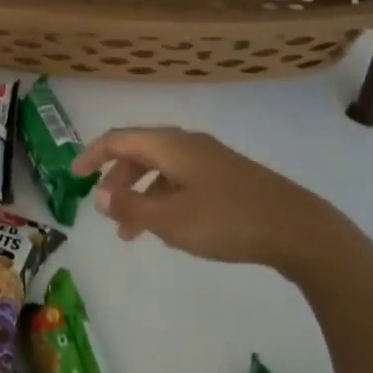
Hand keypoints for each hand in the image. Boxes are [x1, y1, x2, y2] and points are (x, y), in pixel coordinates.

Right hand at [72, 127, 372, 289]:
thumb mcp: (172, 220)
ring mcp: (210, 159)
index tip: (73, 175)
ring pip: (162, 169)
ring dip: (141, 194)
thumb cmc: (228, 221)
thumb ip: (133, 207)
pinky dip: (164, 198)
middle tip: (105, 209)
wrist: (299, 229)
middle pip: (140, 151)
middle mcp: (187, 143)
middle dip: (118, 179)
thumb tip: (102, 195)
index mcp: (170, 145)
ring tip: (132, 234)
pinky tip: (169, 228)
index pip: (119, 139)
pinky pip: (182, 180)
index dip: (93, 154)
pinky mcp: (228, 177)